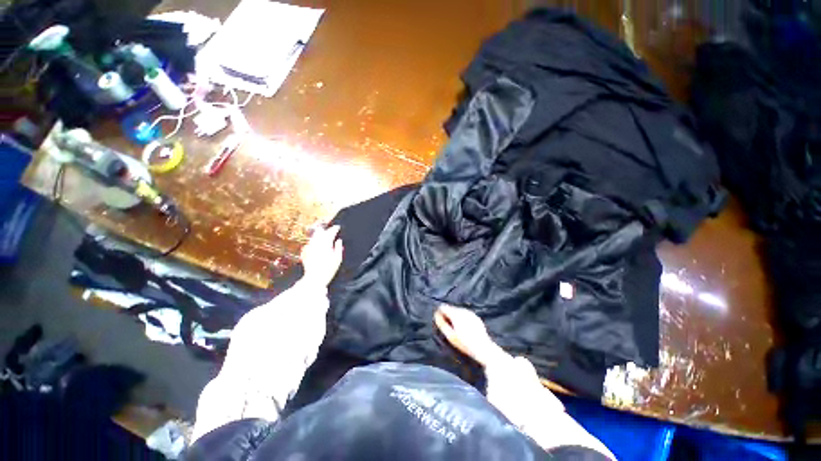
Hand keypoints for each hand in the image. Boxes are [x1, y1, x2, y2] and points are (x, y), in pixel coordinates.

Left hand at [300, 224, 343, 286]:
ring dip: (320, 235)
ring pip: (314, 236)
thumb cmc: (328, 269)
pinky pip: (310, 243)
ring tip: (324, 237)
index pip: (330, 232)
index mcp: (325, 243)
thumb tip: (339, 240)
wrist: (314, 279)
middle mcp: (316, 243)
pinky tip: (317, 245)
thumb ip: (338, 247)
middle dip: (326, 230)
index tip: (338, 227)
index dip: (335, 228)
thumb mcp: (338, 258)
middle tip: (331, 230)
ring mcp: (309, 247)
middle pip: (321, 231)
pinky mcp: (305, 252)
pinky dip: (315, 242)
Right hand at [434, 305, 507, 366]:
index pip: (444, 307)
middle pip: (451, 308)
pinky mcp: (476, 317)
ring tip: (455, 328)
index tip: (439, 320)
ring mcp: (470, 313)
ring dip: (455, 316)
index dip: (440, 313)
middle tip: (447, 326)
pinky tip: (464, 328)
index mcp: (456, 314)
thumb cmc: (465, 343)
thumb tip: (436, 315)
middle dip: (448, 315)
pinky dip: (462, 318)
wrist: (483, 348)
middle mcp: (463, 311)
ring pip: (458, 311)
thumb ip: (442, 324)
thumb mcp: (450, 336)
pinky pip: (465, 314)